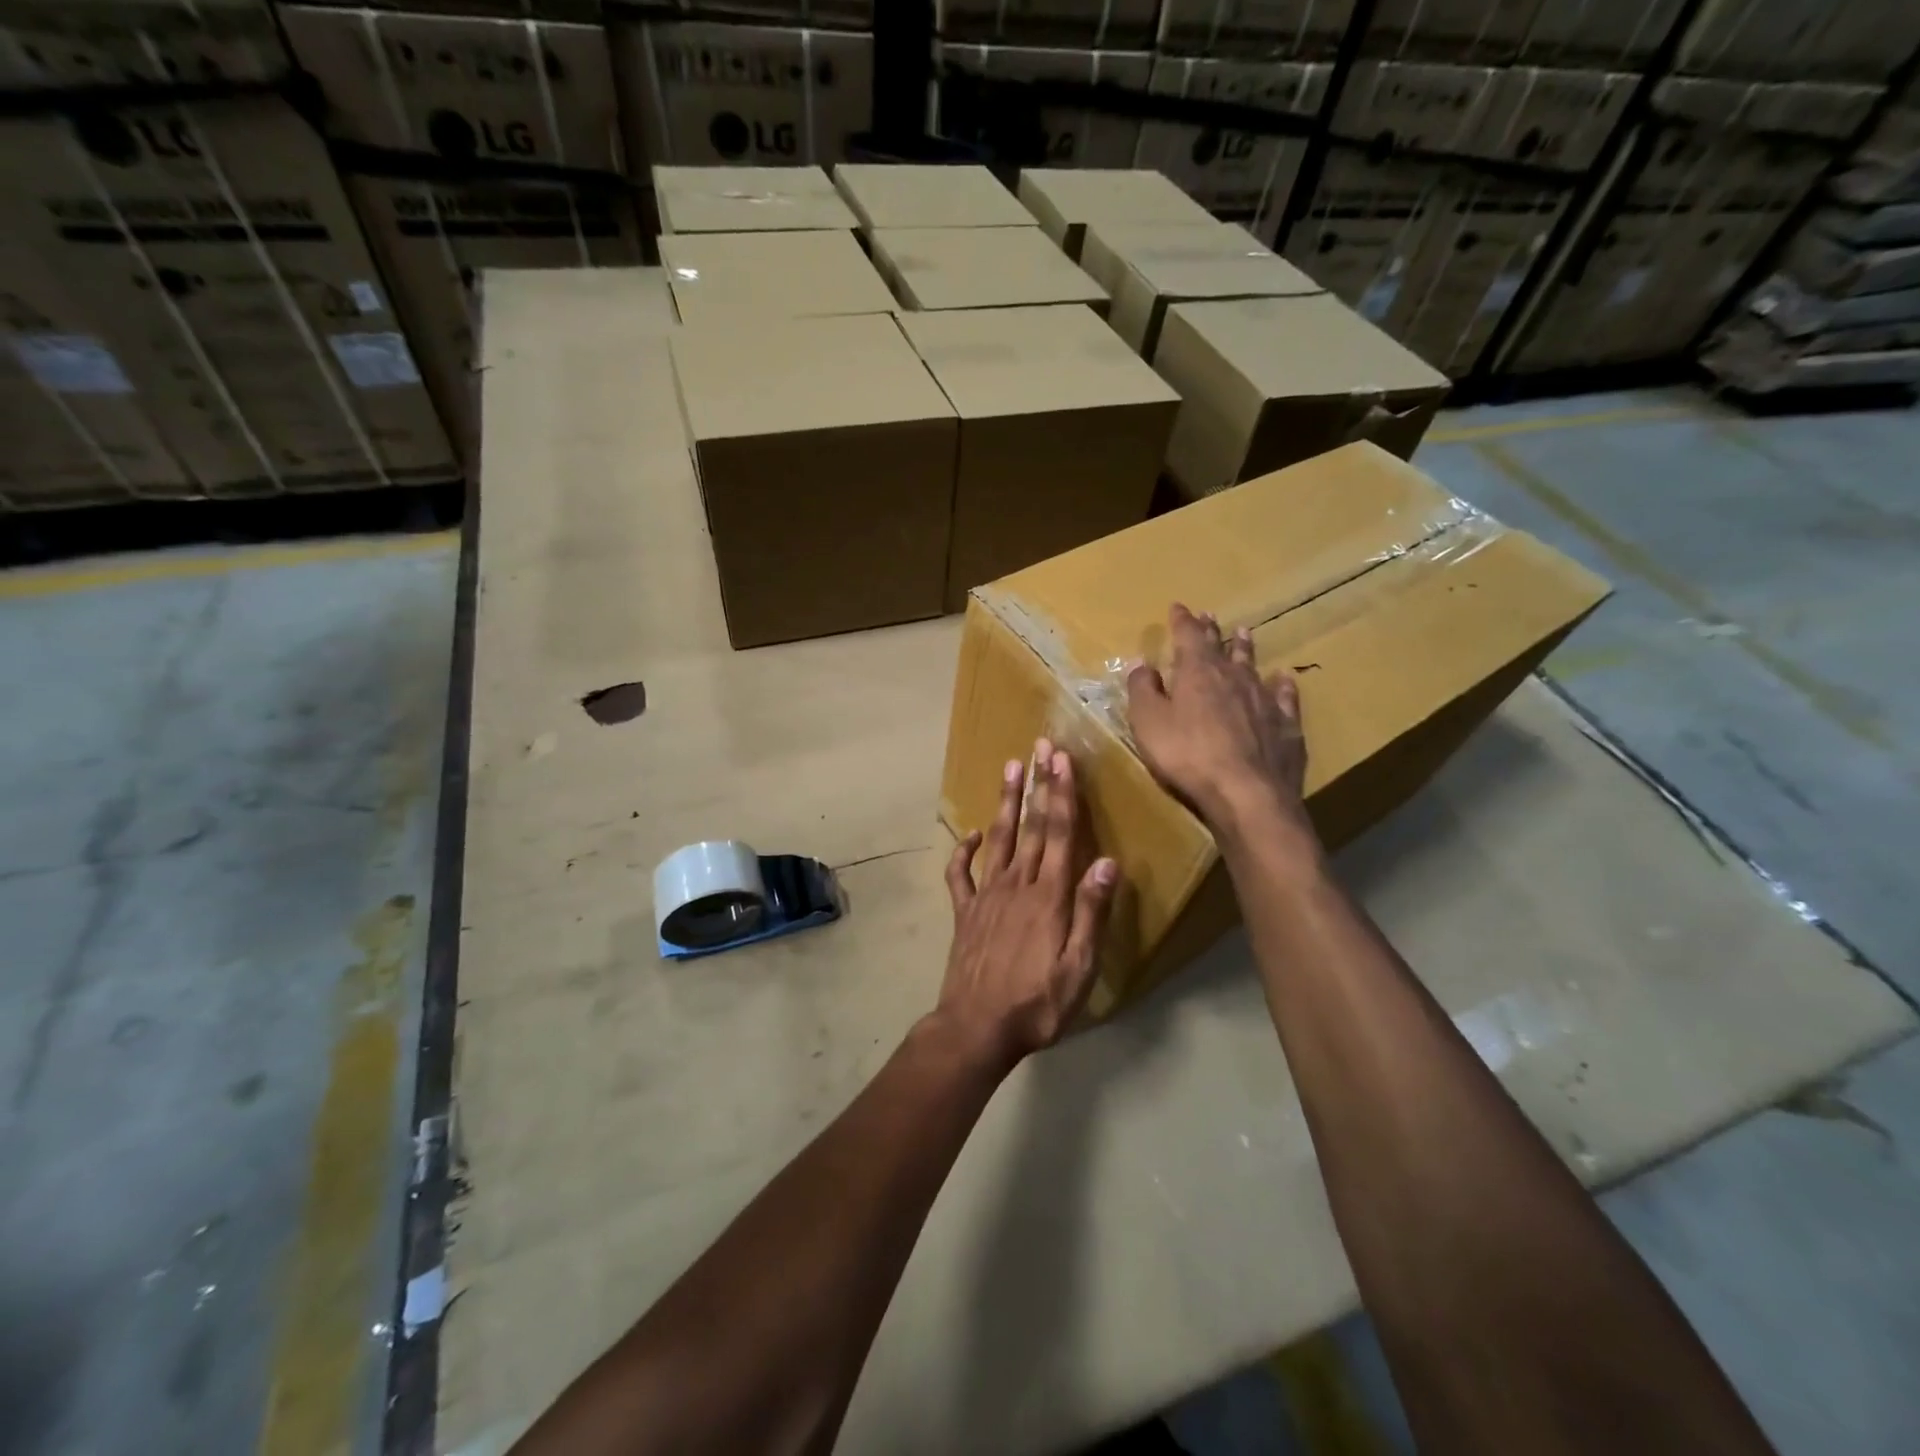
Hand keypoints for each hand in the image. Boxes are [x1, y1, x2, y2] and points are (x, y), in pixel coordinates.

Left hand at [937, 741, 1117, 1065]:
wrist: (976, 1028)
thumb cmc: (1037, 1003)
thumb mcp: (1079, 967)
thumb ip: (1092, 912)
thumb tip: (1107, 861)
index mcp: (1049, 896)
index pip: (1059, 833)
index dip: (1062, 794)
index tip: (1062, 760)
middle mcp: (1017, 885)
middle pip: (1031, 826)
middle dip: (1038, 784)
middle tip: (1040, 746)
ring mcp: (986, 896)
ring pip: (998, 839)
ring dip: (1005, 802)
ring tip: (1010, 768)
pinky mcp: (965, 913)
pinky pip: (960, 875)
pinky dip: (963, 851)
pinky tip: (970, 835)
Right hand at [1126, 603, 1313, 842]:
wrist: (1247, 792)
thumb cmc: (1187, 755)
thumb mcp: (1149, 722)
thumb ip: (1143, 690)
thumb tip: (1142, 664)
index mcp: (1197, 672)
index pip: (1187, 636)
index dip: (1181, 621)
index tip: (1178, 607)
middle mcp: (1233, 677)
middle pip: (1221, 647)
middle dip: (1211, 630)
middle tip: (1209, 616)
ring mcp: (1264, 699)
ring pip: (1253, 665)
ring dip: (1246, 649)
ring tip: (1244, 632)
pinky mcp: (1286, 725)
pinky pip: (1284, 696)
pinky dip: (1282, 685)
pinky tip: (1283, 679)